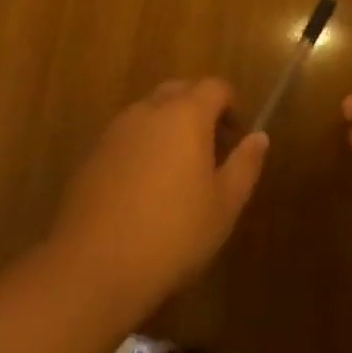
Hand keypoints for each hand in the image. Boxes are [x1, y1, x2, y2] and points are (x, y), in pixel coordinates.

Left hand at [50, 79, 267, 315]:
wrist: (94, 265)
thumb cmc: (173, 234)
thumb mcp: (224, 205)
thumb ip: (245, 165)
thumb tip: (259, 136)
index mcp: (185, 114)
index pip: (215, 87)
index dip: (231, 105)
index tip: (236, 137)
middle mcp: (148, 110)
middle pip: (179, 91)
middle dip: (199, 109)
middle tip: (210, 149)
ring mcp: (116, 129)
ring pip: (149, 111)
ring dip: (168, 126)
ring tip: (177, 171)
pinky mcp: (92, 153)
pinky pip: (127, 135)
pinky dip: (142, 146)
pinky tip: (144, 187)